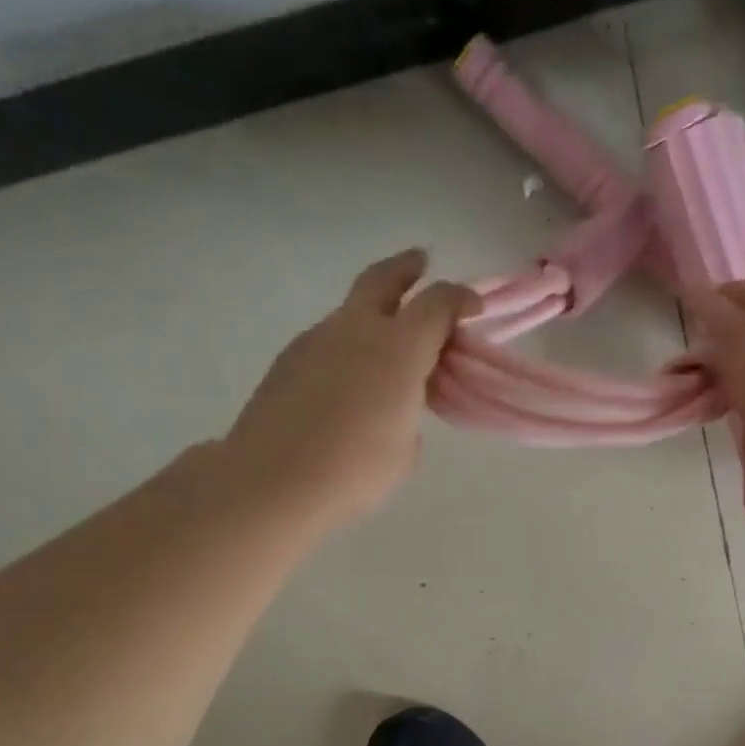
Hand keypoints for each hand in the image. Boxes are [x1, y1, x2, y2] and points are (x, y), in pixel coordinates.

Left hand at [227, 250, 477, 527]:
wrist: (271, 482)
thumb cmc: (355, 471)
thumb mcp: (405, 448)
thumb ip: (409, 412)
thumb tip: (395, 405)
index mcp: (398, 349)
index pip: (437, 303)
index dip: (460, 299)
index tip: (473, 308)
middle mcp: (356, 330)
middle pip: (383, 279)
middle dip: (406, 268)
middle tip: (420, 263)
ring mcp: (316, 340)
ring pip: (351, 311)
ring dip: (373, 315)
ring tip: (386, 346)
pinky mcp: (288, 360)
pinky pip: (328, 340)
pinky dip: (348, 347)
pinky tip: (348, 383)